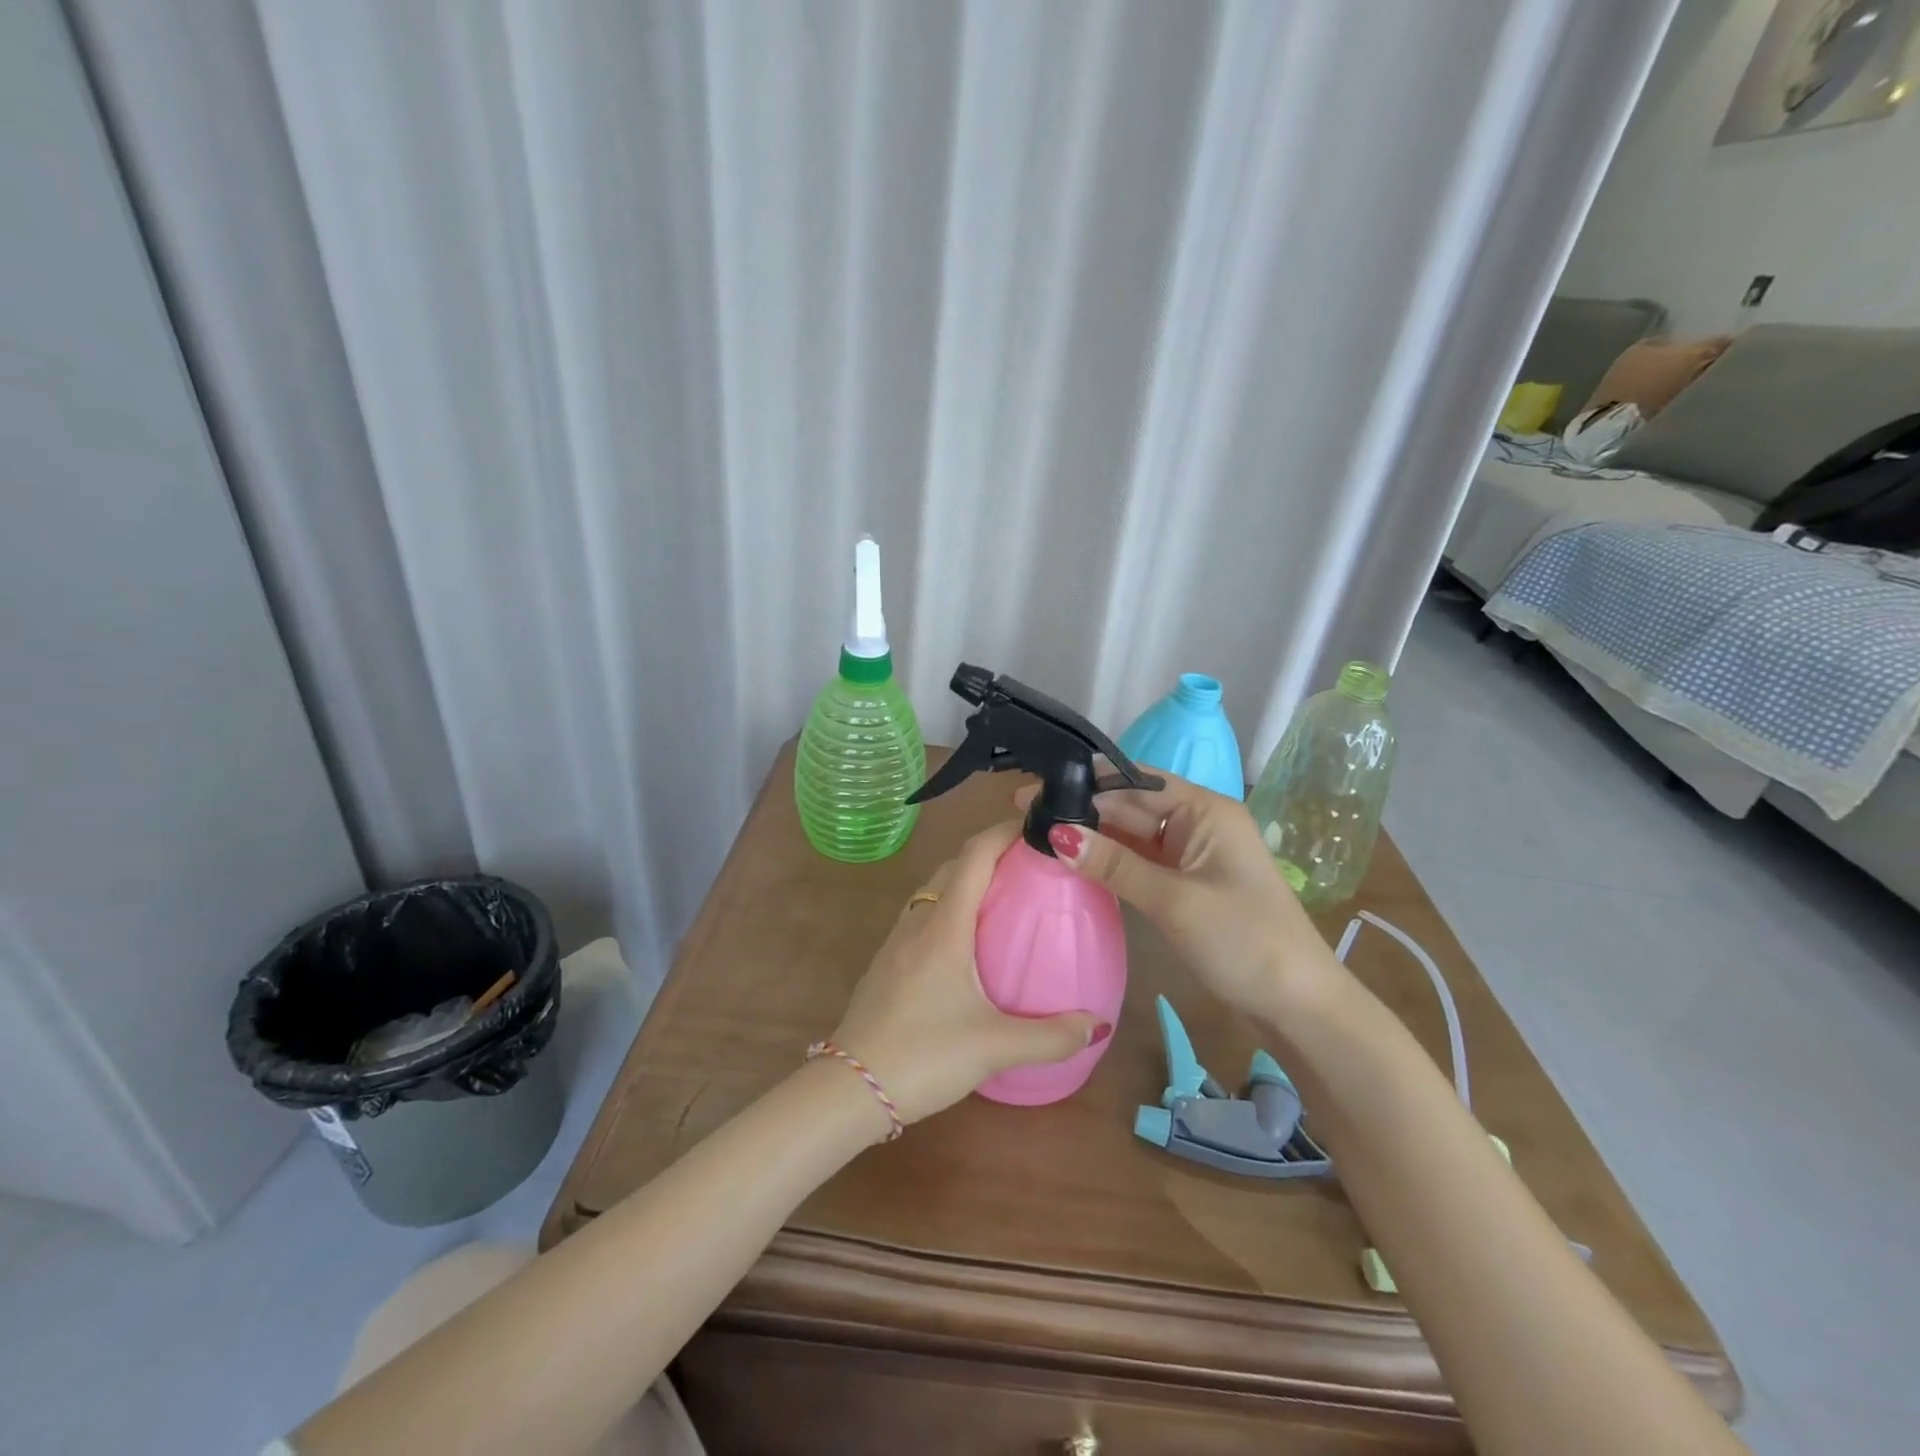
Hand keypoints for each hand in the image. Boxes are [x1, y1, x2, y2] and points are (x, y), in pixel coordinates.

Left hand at [828, 820, 1104, 1129]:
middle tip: (1030, 865)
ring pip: (934, 890)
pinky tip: (967, 945)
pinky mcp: (886, 964)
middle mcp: (918, 921)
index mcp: (944, 925)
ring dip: (966, 881)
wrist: (849, 1088)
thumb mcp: (994, 1047)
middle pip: (954, 867)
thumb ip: (1051, 1036)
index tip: (1035, 826)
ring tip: (1004, 899)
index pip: (975, 856)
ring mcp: (896, 941)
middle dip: (990, 853)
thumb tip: (1097, 1025)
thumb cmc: (924, 1055)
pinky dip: (950, 909)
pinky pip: (923, 916)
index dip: (1004, 832)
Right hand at [1017, 775, 1339, 1029]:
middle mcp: (1198, 823)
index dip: (1084, 785)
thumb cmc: (1244, 941)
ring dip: (1093, 837)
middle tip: (1025, 815)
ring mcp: (1193, 855)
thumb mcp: (1173, 900)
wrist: (1299, 1005)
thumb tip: (1055, 834)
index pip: (1135, 783)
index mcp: (1205, 810)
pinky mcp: (1188, 884)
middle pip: (1131, 807)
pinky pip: (1142, 862)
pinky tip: (1075, 863)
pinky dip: (1111, 863)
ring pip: (1133, 835)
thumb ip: (1114, 865)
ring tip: (1038, 835)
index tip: (1034, 791)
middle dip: (1083, 810)